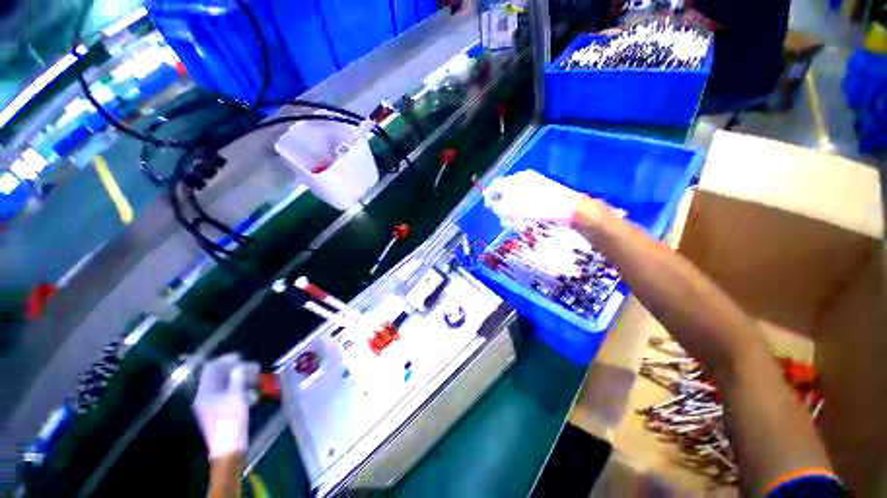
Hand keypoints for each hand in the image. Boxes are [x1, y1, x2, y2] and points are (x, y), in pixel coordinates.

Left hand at [193, 354, 258, 459]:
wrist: (228, 447)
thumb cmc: (231, 420)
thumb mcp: (236, 397)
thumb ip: (237, 378)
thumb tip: (239, 365)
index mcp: (205, 392)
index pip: (211, 369)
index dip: (224, 360)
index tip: (240, 356)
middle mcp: (205, 396)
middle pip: (218, 376)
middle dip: (235, 369)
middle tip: (253, 366)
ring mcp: (211, 404)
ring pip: (225, 385)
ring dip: (239, 378)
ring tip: (255, 376)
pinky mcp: (219, 411)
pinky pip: (227, 393)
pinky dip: (238, 387)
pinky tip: (251, 389)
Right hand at [484, 170, 585, 225]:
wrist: (568, 208)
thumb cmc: (539, 208)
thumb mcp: (514, 209)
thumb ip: (500, 206)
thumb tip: (494, 206)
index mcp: (517, 179)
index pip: (497, 185)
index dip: (490, 196)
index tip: (489, 207)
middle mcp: (524, 179)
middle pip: (506, 192)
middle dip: (503, 206)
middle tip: (505, 219)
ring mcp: (534, 184)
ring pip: (516, 197)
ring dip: (512, 210)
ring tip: (516, 222)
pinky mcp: (542, 192)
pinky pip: (526, 199)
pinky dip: (522, 209)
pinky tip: (525, 218)